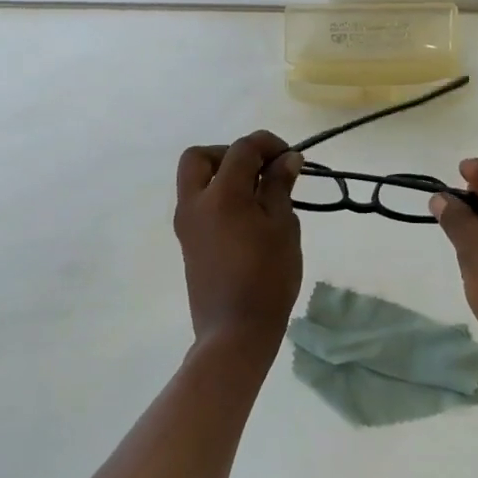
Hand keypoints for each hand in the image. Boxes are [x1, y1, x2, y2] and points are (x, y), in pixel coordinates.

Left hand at [174, 131, 303, 357]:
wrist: (235, 332)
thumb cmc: (267, 277)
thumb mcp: (283, 227)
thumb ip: (279, 186)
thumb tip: (286, 158)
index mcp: (222, 194)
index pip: (242, 149)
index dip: (268, 144)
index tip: (290, 158)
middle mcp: (196, 202)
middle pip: (200, 157)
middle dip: (230, 154)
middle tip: (259, 169)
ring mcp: (186, 223)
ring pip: (194, 180)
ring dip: (222, 174)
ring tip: (257, 194)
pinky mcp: (187, 242)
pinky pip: (198, 203)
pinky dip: (218, 196)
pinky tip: (246, 217)